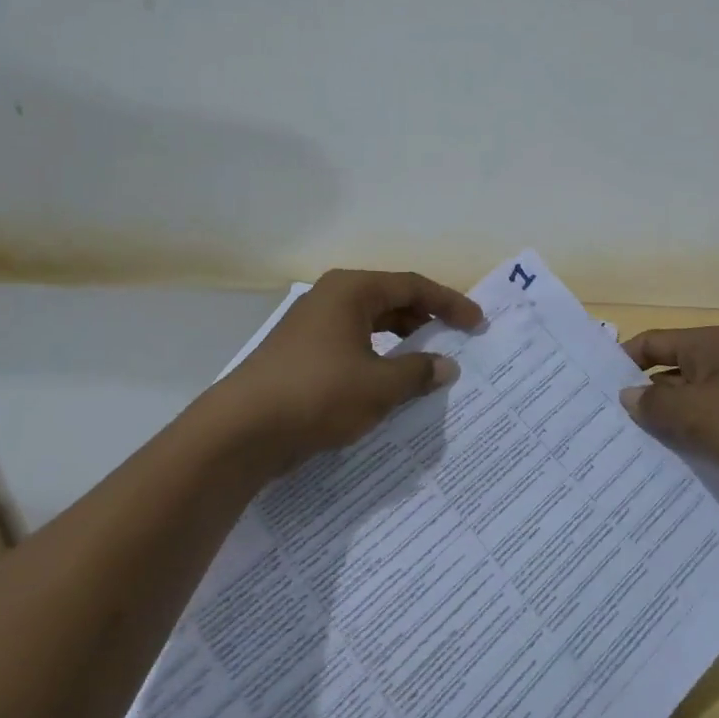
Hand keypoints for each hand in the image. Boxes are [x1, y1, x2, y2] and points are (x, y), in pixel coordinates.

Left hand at [206, 269, 482, 478]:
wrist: (241, 430)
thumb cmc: (318, 394)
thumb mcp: (379, 386)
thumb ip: (418, 372)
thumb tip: (446, 366)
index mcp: (352, 291)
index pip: (413, 286)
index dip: (449, 303)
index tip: (477, 323)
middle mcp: (331, 298)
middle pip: (391, 300)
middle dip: (425, 320)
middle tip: (455, 340)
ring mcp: (312, 326)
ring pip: (370, 325)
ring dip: (400, 342)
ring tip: (427, 364)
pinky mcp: (300, 354)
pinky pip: (351, 346)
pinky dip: (376, 359)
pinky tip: (388, 385)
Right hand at [619, 326, 718, 522]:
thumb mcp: (697, 412)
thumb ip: (655, 404)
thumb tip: (626, 397)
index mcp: (708, 347)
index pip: (652, 344)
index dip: (621, 362)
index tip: (592, 390)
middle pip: (668, 376)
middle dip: (640, 401)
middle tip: (602, 429)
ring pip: (689, 410)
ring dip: (665, 429)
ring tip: (624, 456)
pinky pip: (710, 435)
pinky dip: (690, 448)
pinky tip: (666, 473)